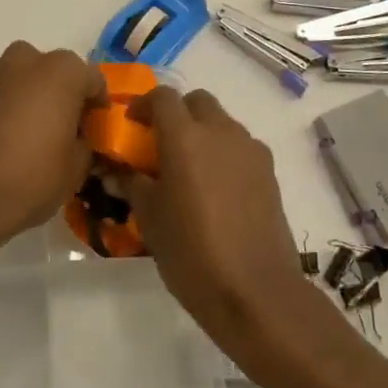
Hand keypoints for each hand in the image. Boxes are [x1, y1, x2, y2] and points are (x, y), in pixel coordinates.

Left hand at [0, 41, 106, 251]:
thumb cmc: (31, 178)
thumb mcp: (77, 168)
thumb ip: (85, 143)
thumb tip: (78, 138)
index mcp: (62, 71)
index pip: (93, 80)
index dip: (98, 105)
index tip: (96, 129)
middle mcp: (28, 60)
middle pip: (57, 72)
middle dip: (65, 94)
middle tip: (67, 129)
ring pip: (26, 76)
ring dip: (34, 94)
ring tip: (35, 131)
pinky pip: (1, 91)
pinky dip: (9, 105)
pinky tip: (9, 136)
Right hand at [121, 87, 316, 356]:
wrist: (255, 291)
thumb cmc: (191, 253)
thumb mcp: (150, 219)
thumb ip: (133, 184)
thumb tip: (117, 170)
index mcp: (185, 137)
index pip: (162, 96)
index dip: (144, 104)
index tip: (132, 123)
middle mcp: (220, 131)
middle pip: (197, 101)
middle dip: (178, 113)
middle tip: (162, 143)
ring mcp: (249, 149)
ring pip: (222, 122)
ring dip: (203, 132)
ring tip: (190, 170)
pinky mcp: (269, 170)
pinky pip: (241, 146)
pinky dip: (225, 153)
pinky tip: (217, 189)